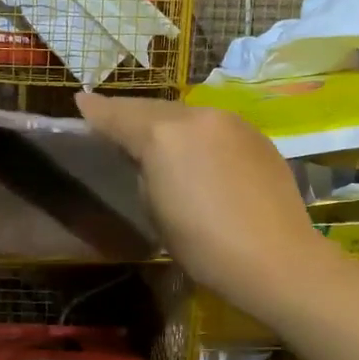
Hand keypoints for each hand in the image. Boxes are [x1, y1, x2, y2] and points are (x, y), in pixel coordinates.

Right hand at [75, 93, 323, 315]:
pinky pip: (214, 127)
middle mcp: (197, 116)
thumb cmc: (205, 245)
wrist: (278, 259)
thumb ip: (145, 172)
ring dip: (166, 123)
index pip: (119, 116)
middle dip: (130, 114)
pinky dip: (197, 134)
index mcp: (163, 135)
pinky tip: (198, 154)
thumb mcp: (156, 211)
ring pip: (186, 114)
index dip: (96, 110)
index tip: (80, 100)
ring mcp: (231, 122)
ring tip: (154, 138)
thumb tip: (147, 159)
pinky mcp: (257, 135)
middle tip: (111, 120)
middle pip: (153, 109)